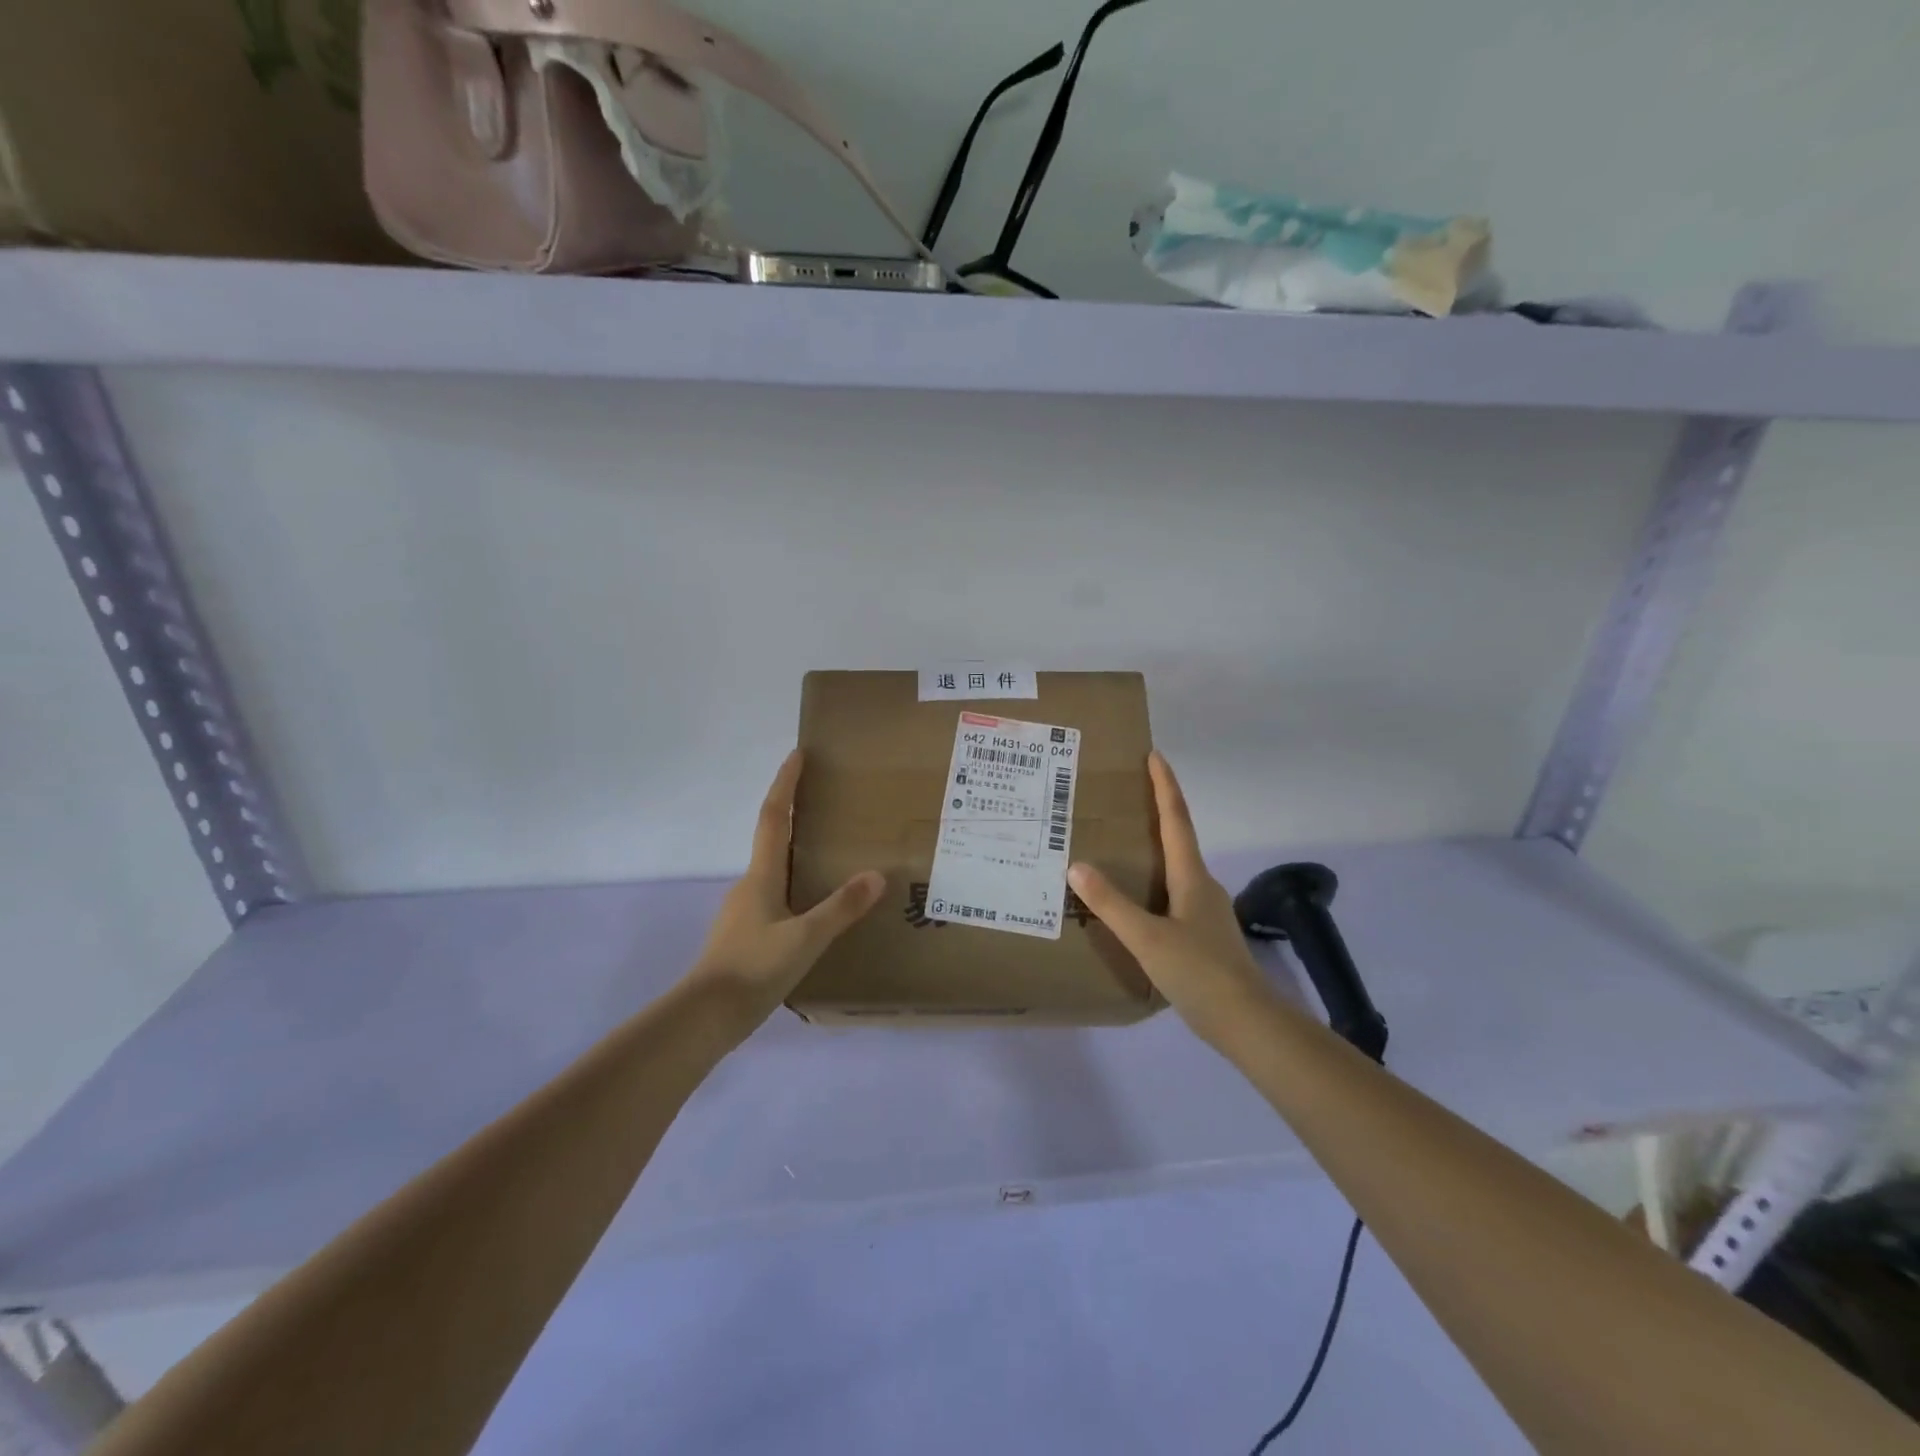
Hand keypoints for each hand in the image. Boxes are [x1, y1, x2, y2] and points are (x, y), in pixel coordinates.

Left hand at [688, 750, 883, 1022]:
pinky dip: (794, 885)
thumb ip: (841, 908)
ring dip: (795, 852)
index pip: (775, 818)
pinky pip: (774, 897)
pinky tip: (811, 907)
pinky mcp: (744, 936)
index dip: (785, 784)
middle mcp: (749, 886)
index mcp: (762, 877)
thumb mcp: (806, 939)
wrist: (704, 1018)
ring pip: (773, 870)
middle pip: (772, 839)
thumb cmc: (753, 969)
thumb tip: (877, 874)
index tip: (797, 755)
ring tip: (828, 853)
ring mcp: (743, 912)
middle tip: (824, 800)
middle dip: (793, 813)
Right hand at [1068, 752, 1276, 1042]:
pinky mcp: (1203, 936)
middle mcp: (1202, 886)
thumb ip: (1111, 904)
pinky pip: (1172, 896)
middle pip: (1178, 839)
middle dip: (1155, 814)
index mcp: (1191, 877)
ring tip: (1117, 851)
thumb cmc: (1199, 972)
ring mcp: (1206, 912)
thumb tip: (1076, 865)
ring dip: (1152, 852)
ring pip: (1175, 871)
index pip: (1176, 820)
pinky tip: (1133, 905)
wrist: (1247, 1022)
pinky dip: (1152, 886)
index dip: (1165, 786)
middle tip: (1122, 801)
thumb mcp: (1147, 938)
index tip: (1154, 756)